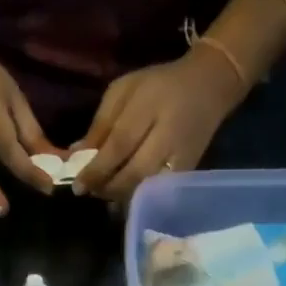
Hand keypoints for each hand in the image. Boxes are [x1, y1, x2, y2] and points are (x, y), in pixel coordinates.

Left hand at [72, 49, 246, 201]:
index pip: (119, 145)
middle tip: (89, 191)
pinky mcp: (188, 173)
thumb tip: (75, 153)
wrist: (210, 86)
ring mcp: (181, 158)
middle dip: (106, 187)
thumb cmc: (160, 85)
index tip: (77, 186)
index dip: (96, 169)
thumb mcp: (124, 90)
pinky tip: (124, 197)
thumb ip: (101, 122)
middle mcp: (168, 135)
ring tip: (104, 193)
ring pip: (146, 189)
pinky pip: (159, 194)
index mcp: (150, 106)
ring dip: (120, 197)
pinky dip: (138, 199)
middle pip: (132, 174)